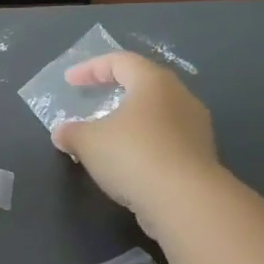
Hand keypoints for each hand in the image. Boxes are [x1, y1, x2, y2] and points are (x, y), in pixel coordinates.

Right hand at [51, 53, 217, 230]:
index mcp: (153, 83)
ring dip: (131, 121)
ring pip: (157, 114)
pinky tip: (127, 163)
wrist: (186, 201)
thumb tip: (62, 133)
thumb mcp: (88, 142)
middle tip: (94, 100)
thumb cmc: (133, 156)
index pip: (120, 61)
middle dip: (115, 91)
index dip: (91, 68)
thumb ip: (71, 133)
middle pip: (144, 84)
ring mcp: (196, 128)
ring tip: (108, 136)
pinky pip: (166, 140)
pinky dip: (144, 145)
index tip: (69, 81)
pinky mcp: (201, 156)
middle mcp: (180, 97)